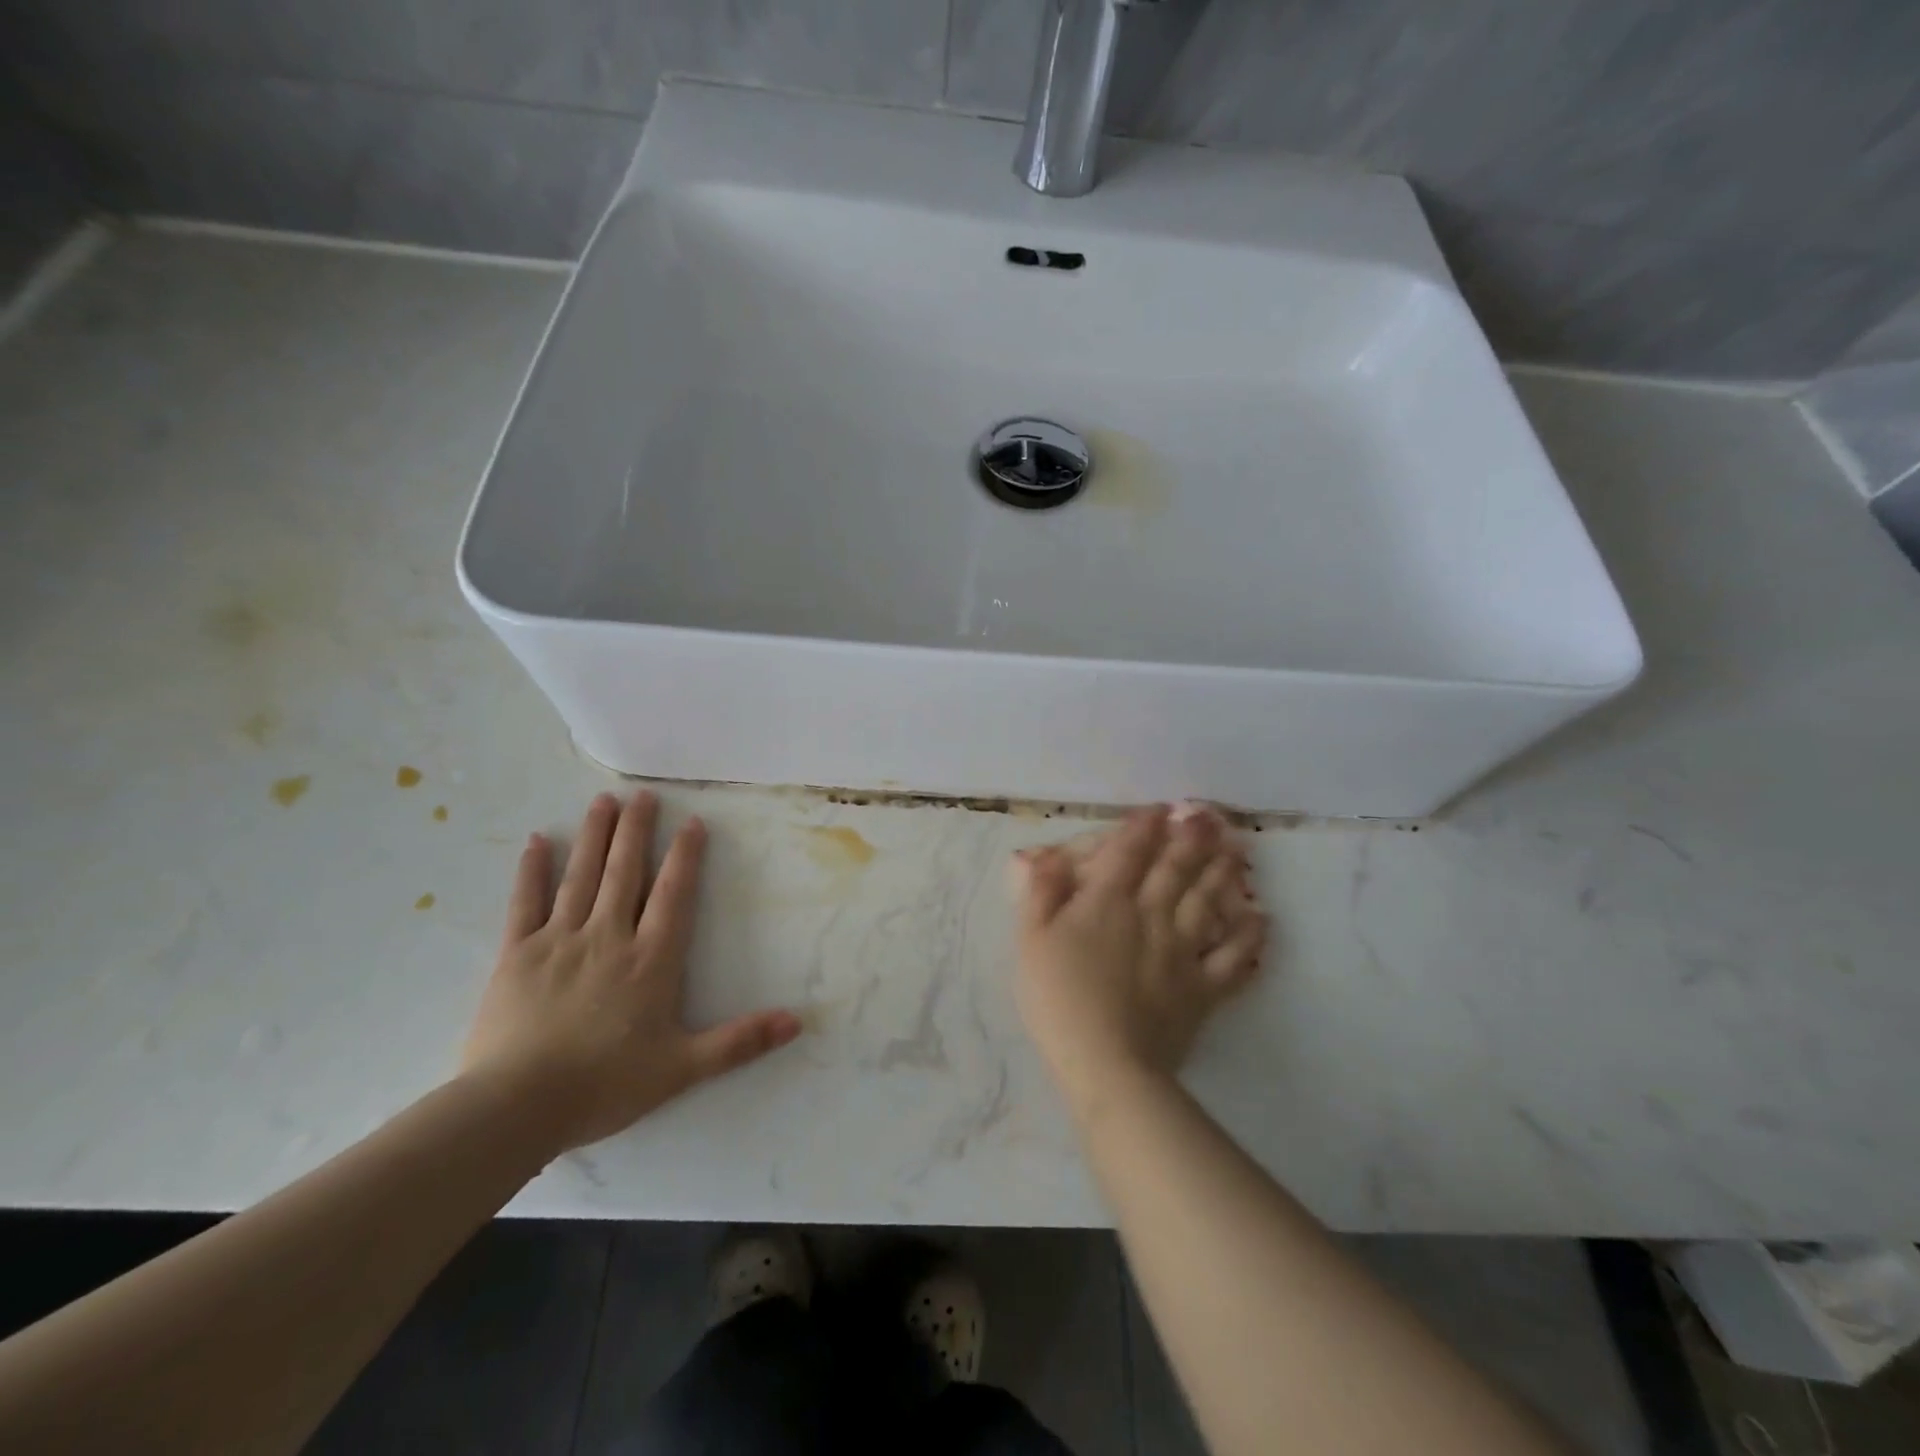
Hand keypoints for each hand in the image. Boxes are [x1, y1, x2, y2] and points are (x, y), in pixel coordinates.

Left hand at [460, 791, 801, 1152]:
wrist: (516, 1108)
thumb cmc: (605, 1085)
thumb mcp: (683, 1068)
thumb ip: (740, 1042)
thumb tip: (797, 1022)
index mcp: (650, 960)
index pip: (673, 895)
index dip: (685, 856)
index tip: (691, 822)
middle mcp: (608, 937)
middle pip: (626, 872)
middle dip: (636, 830)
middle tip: (643, 794)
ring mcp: (559, 941)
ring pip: (581, 877)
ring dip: (594, 836)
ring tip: (603, 801)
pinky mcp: (515, 955)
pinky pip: (525, 903)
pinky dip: (532, 871)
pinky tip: (536, 842)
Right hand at [1013, 805, 1267, 1111]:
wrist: (1105, 1062)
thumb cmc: (1059, 998)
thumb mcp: (1031, 940)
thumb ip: (1041, 892)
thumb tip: (1048, 854)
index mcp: (1108, 902)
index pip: (1129, 852)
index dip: (1144, 826)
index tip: (1159, 809)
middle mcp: (1151, 914)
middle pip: (1175, 868)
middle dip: (1192, 838)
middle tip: (1210, 817)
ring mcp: (1183, 950)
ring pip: (1208, 901)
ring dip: (1223, 872)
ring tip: (1237, 850)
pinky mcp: (1204, 987)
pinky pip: (1234, 956)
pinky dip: (1250, 937)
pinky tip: (1261, 919)